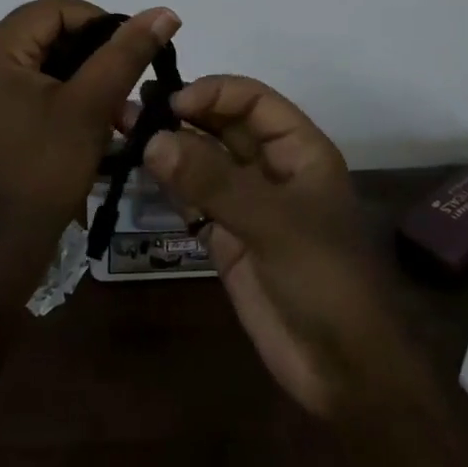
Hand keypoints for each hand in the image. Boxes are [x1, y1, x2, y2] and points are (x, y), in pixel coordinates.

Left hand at [0, 0, 179, 305]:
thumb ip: (126, 54)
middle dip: (94, 53)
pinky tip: (96, 124)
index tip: (132, 52)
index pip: (54, 9)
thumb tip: (164, 11)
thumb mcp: (90, 108)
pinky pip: (34, 89)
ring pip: (45, 63)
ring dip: (85, 78)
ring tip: (118, 109)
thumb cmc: (42, 173)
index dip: (100, 21)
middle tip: (127, 83)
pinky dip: (67, 97)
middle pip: (48, 33)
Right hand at [142, 77, 424, 419]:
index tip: (172, 103)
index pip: (253, 100)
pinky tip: (138, 171)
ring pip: (203, 160)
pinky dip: (168, 185)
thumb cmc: (325, 279)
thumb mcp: (273, 222)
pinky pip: (192, 199)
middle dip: (182, 115)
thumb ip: (212, 181)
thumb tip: (153, 140)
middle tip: (130, 110)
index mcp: (299, 150)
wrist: (344, 372)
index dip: (214, 94)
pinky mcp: (226, 239)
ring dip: (168, 146)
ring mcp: (247, 203)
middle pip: (223, 125)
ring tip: (123, 131)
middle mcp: (271, 168)